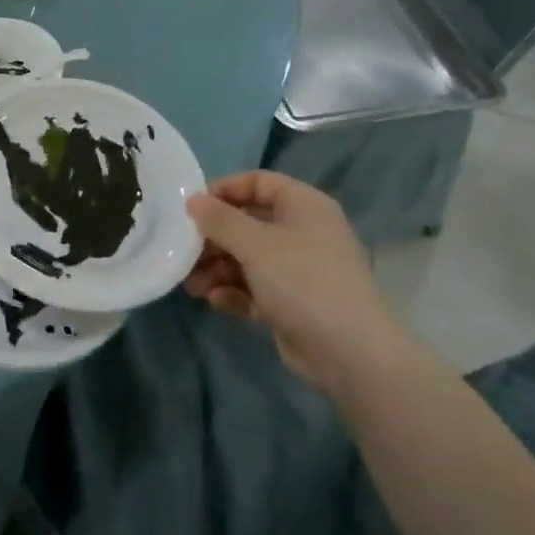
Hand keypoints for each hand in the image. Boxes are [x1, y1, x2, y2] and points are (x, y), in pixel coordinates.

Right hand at [184, 171, 394, 395]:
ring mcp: (298, 270)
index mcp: (303, 206)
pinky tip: (217, 302)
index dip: (225, 190)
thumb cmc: (302, 280)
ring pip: (247, 259)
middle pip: (248, 223)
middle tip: (185, 252)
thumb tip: (194, 200)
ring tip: (193, 285)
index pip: (259, 182)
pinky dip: (234, 292)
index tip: (193, 207)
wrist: (349, 352)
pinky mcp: (291, 303)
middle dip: (214, 239)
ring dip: (218, 269)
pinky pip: (255, 289)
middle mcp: (302, 232)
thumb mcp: (255, 244)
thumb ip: (220, 220)